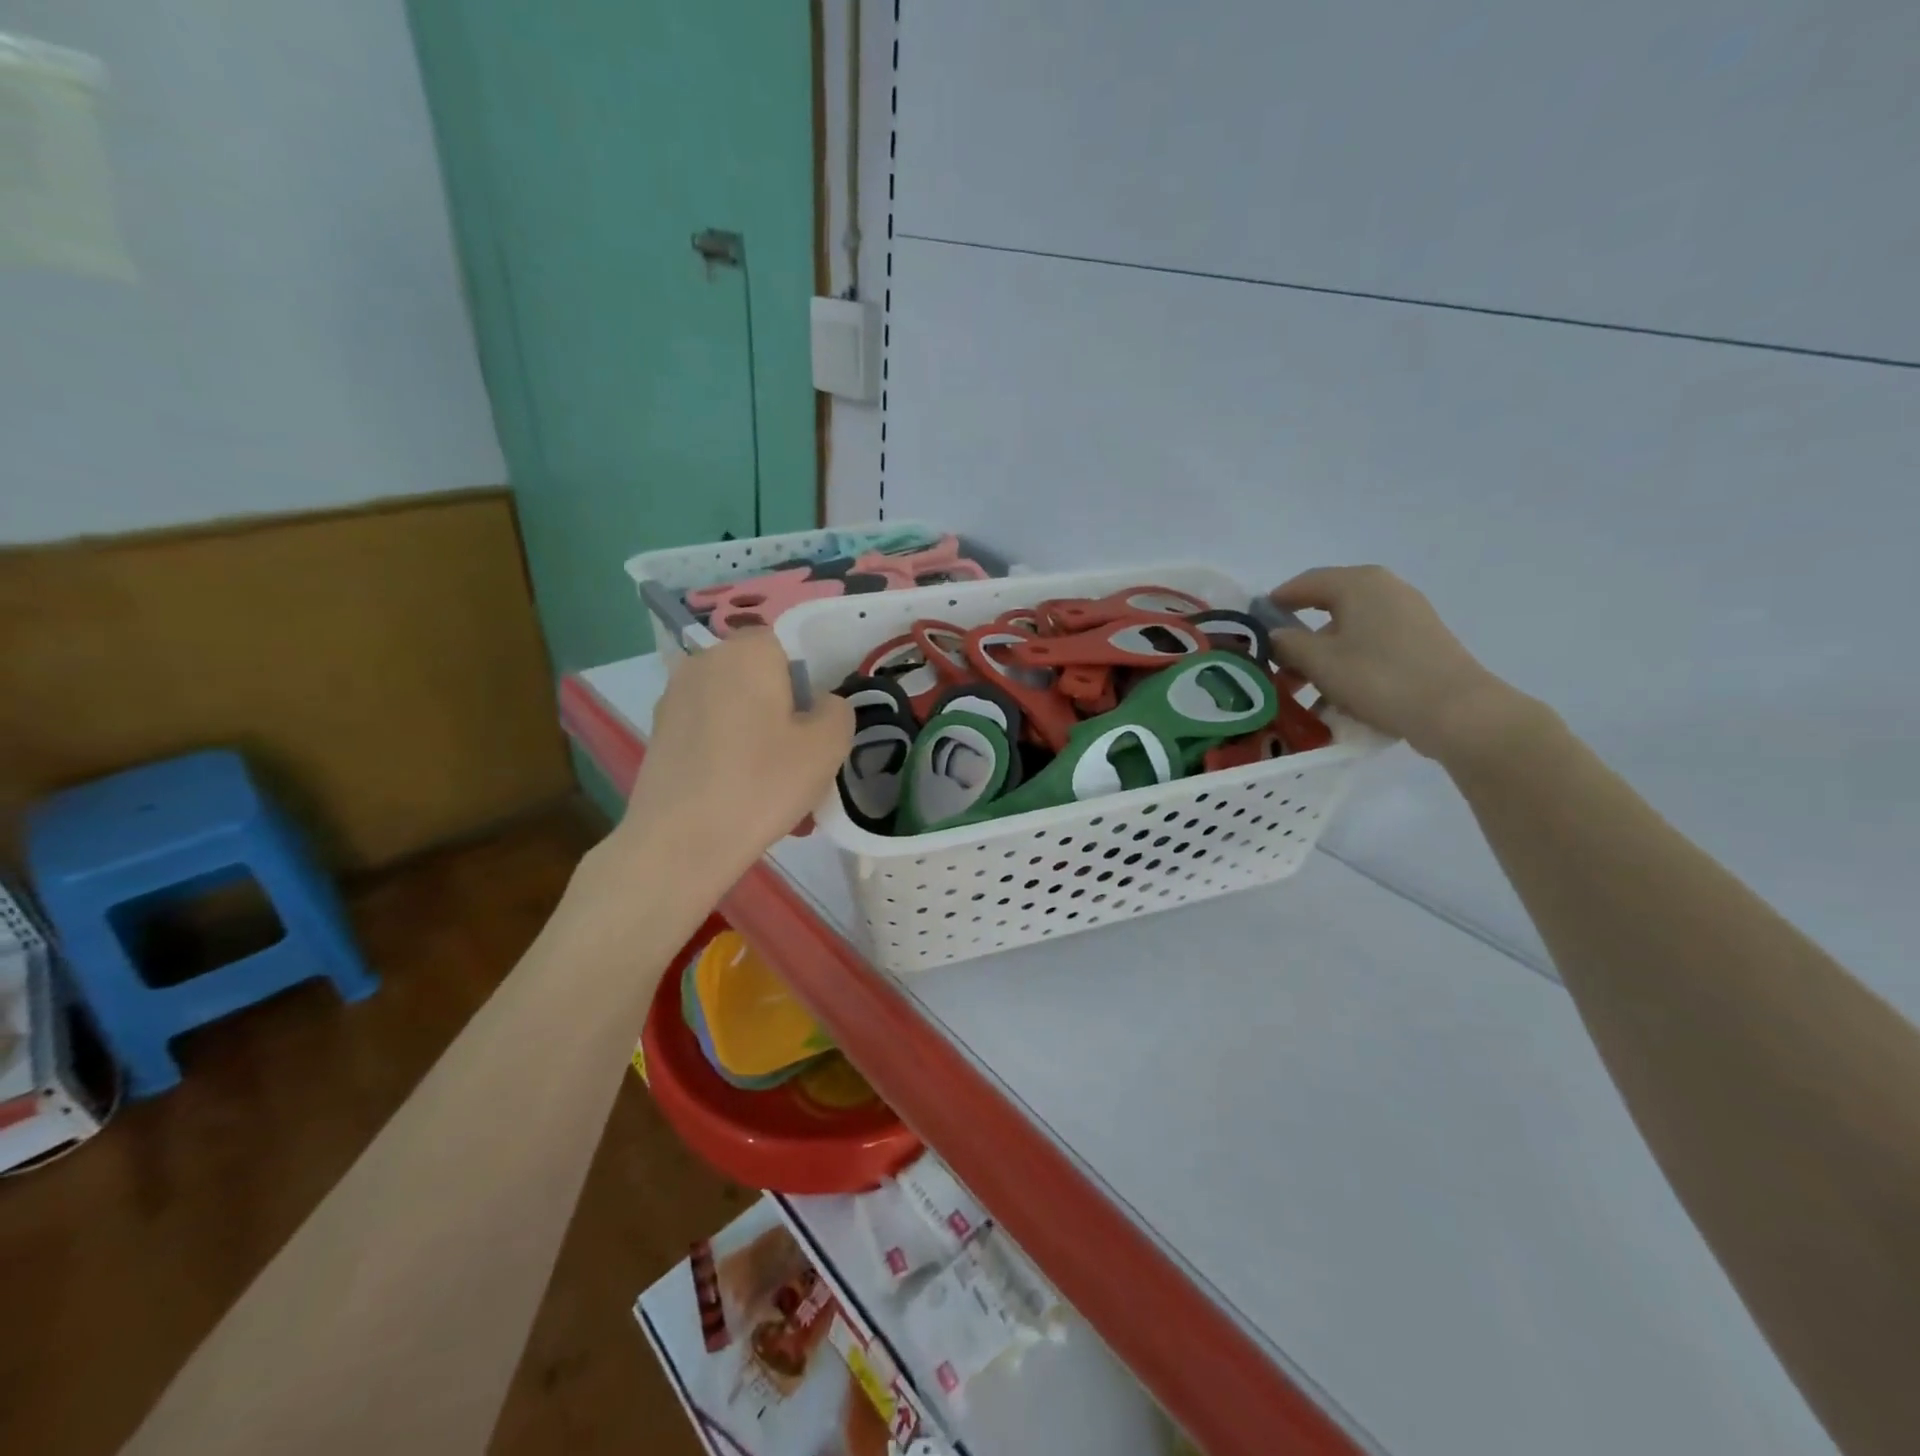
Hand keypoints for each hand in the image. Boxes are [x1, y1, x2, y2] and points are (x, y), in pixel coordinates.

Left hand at [620, 630, 852, 884]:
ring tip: (770, 788)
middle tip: (797, 761)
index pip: (786, 644)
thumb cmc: (762, 783)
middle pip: (757, 677)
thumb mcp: (828, 746)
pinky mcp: (659, 733)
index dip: (805, 682)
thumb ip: (838, 710)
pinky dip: (727, 754)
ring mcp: (674, 697)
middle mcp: (704, 661)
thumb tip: (820, 705)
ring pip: (734, 708)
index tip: (812, 726)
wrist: (681, 842)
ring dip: (756, 736)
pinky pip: (709, 733)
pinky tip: (737, 796)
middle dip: (780, 711)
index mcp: (747, 652)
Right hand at [1267, 566, 1525, 761]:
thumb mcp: (1319, 662)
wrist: (1457, 712)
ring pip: (1348, 633)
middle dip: (1297, 639)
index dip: (1275, 603)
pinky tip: (1336, 700)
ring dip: (1320, 659)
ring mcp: (1408, 616)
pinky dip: (1348, 667)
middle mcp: (1385, 590)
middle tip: (1274, 667)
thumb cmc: (1379, 677)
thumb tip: (1273, 636)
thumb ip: (1287, 644)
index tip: (1253, 627)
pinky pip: (1371, 648)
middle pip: (1327, 608)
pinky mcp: (1421, 643)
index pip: (1305, 583)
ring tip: (1301, 692)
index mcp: (1359, 584)